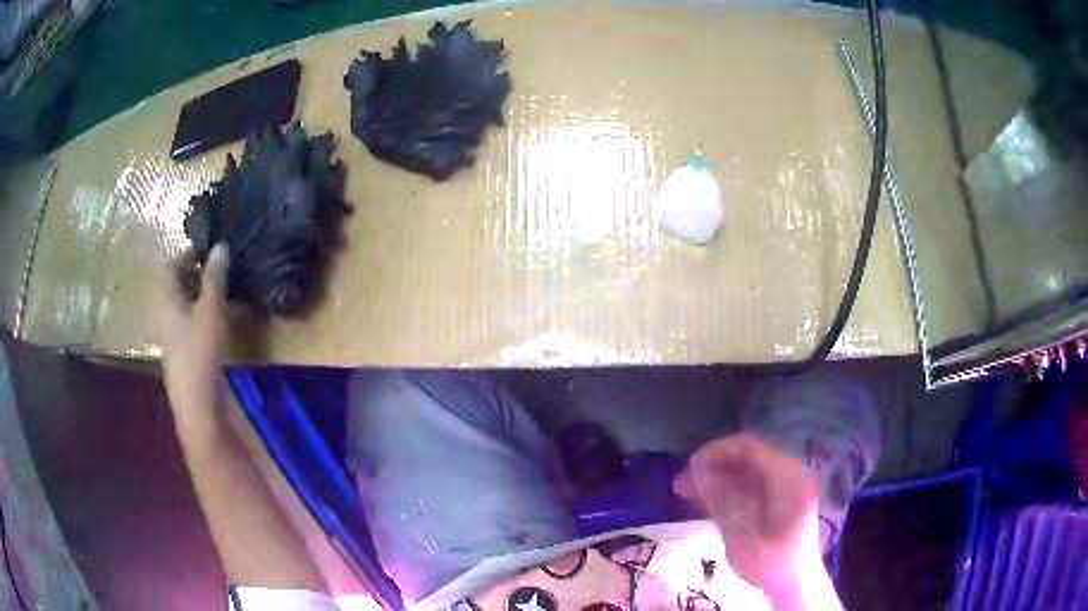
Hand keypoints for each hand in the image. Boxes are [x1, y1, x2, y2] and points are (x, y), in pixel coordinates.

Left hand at [151, 245, 229, 433]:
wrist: (196, 399)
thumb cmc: (199, 348)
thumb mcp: (210, 309)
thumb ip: (215, 277)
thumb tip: (220, 245)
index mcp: (164, 298)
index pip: (170, 266)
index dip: (187, 255)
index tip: (207, 250)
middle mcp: (162, 312)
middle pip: (173, 285)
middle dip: (192, 274)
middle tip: (215, 269)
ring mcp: (169, 334)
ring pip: (179, 304)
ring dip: (195, 294)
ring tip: (217, 291)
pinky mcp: (179, 351)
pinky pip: (185, 321)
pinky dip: (196, 313)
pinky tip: (212, 318)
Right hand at [674, 434, 821, 593]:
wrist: (795, 585)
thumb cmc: (771, 563)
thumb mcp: (742, 536)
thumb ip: (722, 500)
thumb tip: (698, 468)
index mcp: (787, 477)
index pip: (748, 448)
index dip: (715, 452)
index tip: (687, 468)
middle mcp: (789, 473)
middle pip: (746, 456)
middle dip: (712, 465)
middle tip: (681, 483)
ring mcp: (786, 485)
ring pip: (745, 469)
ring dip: (716, 476)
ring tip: (685, 491)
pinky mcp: (779, 499)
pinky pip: (750, 483)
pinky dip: (727, 488)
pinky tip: (705, 500)